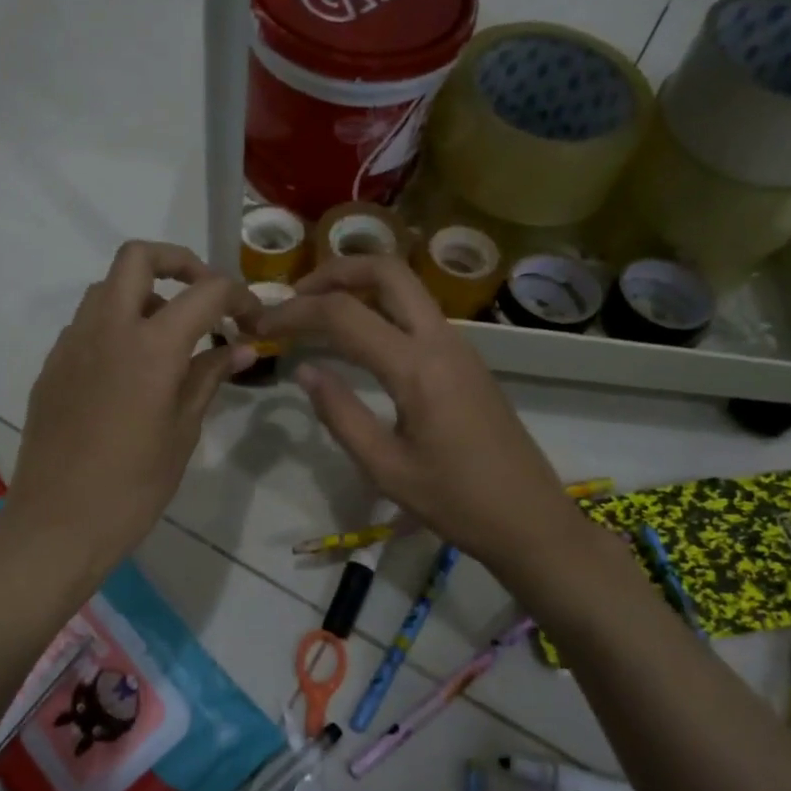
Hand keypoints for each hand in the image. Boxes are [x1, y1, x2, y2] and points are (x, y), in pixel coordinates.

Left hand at [8, 241, 258, 575]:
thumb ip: (209, 377)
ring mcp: (72, 344)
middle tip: (205, 298)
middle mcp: (107, 329)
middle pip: (139, 257)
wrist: (57, 524)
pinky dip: (117, 325)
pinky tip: (132, 369)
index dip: (238, 296)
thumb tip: (242, 347)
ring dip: (145, 295)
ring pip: (107, 288)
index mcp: (150, 347)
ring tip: (170, 338)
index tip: (253, 321)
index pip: (205, 292)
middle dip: (180, 263)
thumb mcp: (183, 431)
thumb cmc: (133, 487)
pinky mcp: (52, 365)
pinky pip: (88, 323)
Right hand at [255, 256, 597, 580]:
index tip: (260, 324)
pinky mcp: (466, 360)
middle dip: (333, 271)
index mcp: (417, 368)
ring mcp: (459, 346)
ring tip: (315, 315)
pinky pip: (417, 314)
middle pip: (386, 271)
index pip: (343, 315)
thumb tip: (305, 370)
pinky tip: (356, 341)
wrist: (530, 519)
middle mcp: (441, 341)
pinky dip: (379, 308)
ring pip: (405, 288)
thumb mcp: (386, 468)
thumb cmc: (456, 502)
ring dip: (358, 286)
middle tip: (294, 297)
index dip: (294, 312)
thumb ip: (340, 414)